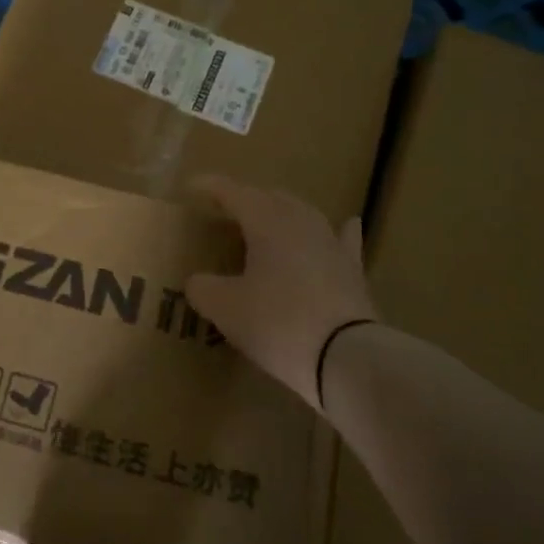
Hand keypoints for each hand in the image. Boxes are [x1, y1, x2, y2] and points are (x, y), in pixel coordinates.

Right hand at [185, 174, 376, 408]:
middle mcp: (301, 222)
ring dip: (282, 213)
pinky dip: (337, 231)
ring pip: (304, 215)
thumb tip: (197, 281)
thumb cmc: (277, 323)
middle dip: (246, 199)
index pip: (234, 193)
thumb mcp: (225, 308)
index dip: (211, 187)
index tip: (191, 187)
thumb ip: (203, 288)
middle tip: (225, 211)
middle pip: (270, 198)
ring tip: (267, 220)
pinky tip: (346, 224)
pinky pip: (342, 240)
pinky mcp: (352, 270)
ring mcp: (331, 244)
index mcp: (266, 222)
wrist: (346, 357)